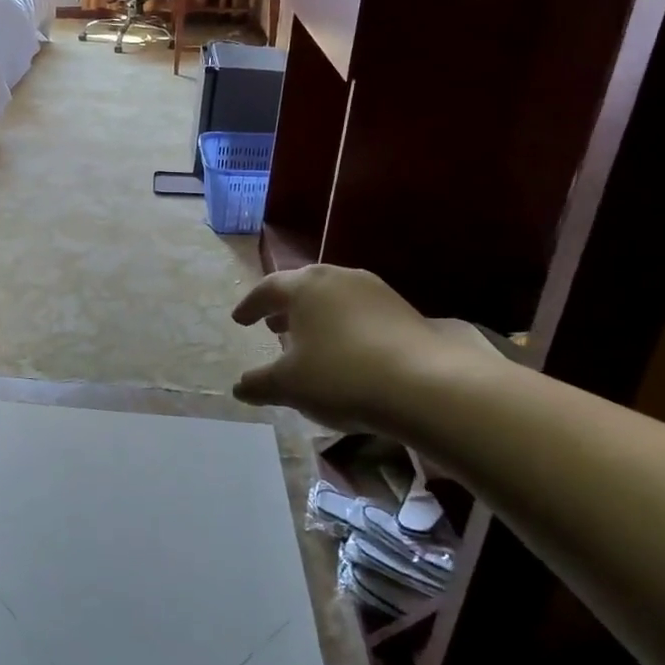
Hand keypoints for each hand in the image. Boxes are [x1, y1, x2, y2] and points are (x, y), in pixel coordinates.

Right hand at [231, 265, 485, 434]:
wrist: (425, 385)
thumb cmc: (341, 375)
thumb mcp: (289, 385)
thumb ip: (259, 383)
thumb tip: (239, 387)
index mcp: (305, 286)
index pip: (268, 288)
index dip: (250, 305)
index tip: (239, 320)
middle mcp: (338, 277)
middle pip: (302, 287)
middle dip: (284, 308)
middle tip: (270, 326)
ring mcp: (374, 290)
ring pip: (333, 298)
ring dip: (315, 316)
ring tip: (306, 340)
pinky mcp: (402, 309)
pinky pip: (358, 311)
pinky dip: (342, 325)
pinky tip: (344, 351)